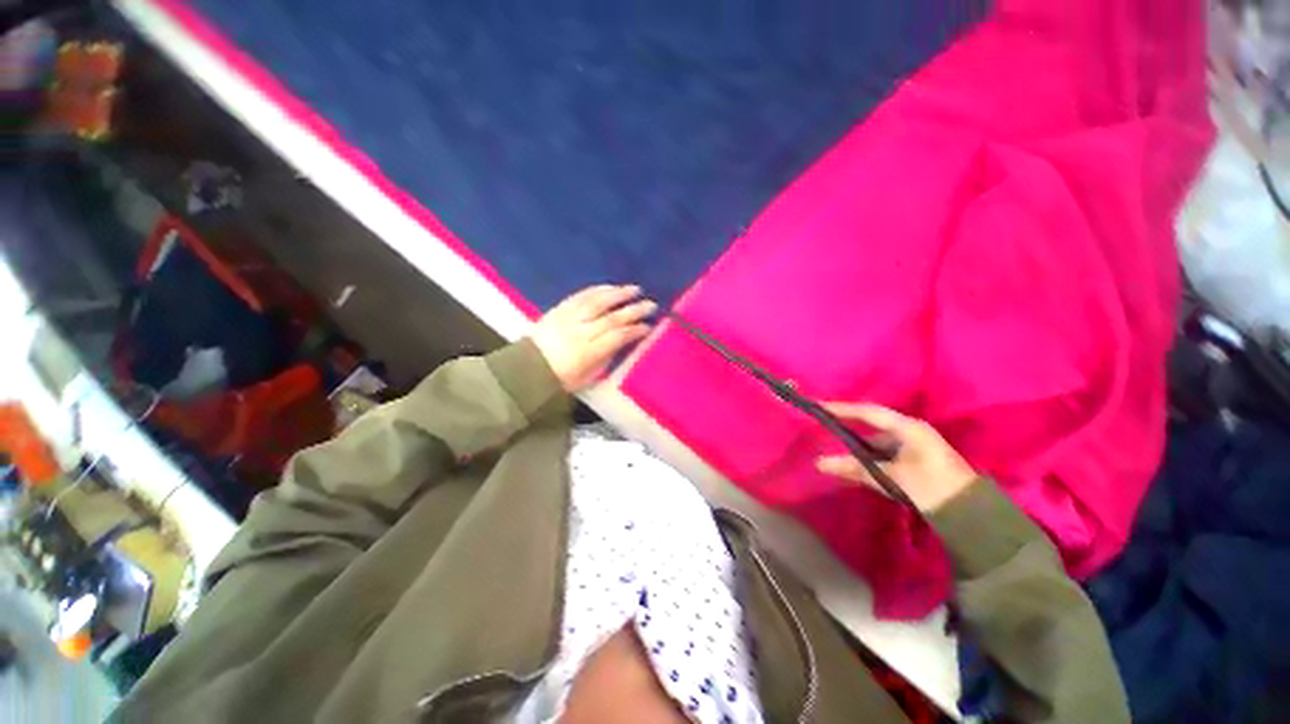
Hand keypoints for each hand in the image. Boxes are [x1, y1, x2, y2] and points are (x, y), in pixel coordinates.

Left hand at [530, 285, 655, 392]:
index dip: (634, 331)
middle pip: (610, 318)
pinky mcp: (559, 310)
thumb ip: (605, 359)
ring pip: (596, 302)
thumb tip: (622, 343)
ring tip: (634, 289)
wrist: (526, 368)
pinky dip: (596, 290)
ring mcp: (568, 319)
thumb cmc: (560, 378)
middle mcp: (579, 333)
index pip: (616, 337)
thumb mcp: (586, 377)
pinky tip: (609, 287)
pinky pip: (580, 296)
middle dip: (633, 310)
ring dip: (617, 294)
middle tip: (651, 304)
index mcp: (587, 353)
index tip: (648, 327)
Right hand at [814, 403, 977, 512]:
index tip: (820, 407)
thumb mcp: (891, 477)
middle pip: (871, 426)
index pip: (869, 412)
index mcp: (908, 428)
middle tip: (824, 430)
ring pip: (877, 442)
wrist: (971, 515)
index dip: (843, 409)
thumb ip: (855, 468)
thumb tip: (819, 463)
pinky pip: (884, 454)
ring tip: (835, 454)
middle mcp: (911, 431)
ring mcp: (914, 445)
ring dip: (858, 450)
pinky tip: (855, 467)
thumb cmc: (930, 487)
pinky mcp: (915, 460)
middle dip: (848, 430)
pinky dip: (869, 459)